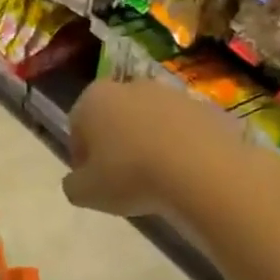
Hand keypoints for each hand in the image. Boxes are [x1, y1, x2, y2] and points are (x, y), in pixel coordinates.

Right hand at [62, 80, 250, 218]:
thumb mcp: (85, 193)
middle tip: (122, 180)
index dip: (82, 156)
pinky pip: (183, 130)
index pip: (77, 126)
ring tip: (156, 179)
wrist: (202, 171)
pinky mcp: (205, 107)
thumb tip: (78, 180)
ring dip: (149, 143)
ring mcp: (172, 93)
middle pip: (115, 117)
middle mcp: (131, 86)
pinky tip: (184, 174)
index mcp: (94, 99)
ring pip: (151, 121)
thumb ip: (73, 184)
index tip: (92, 181)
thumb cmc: (131, 177)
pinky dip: (180, 147)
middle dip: (116, 144)